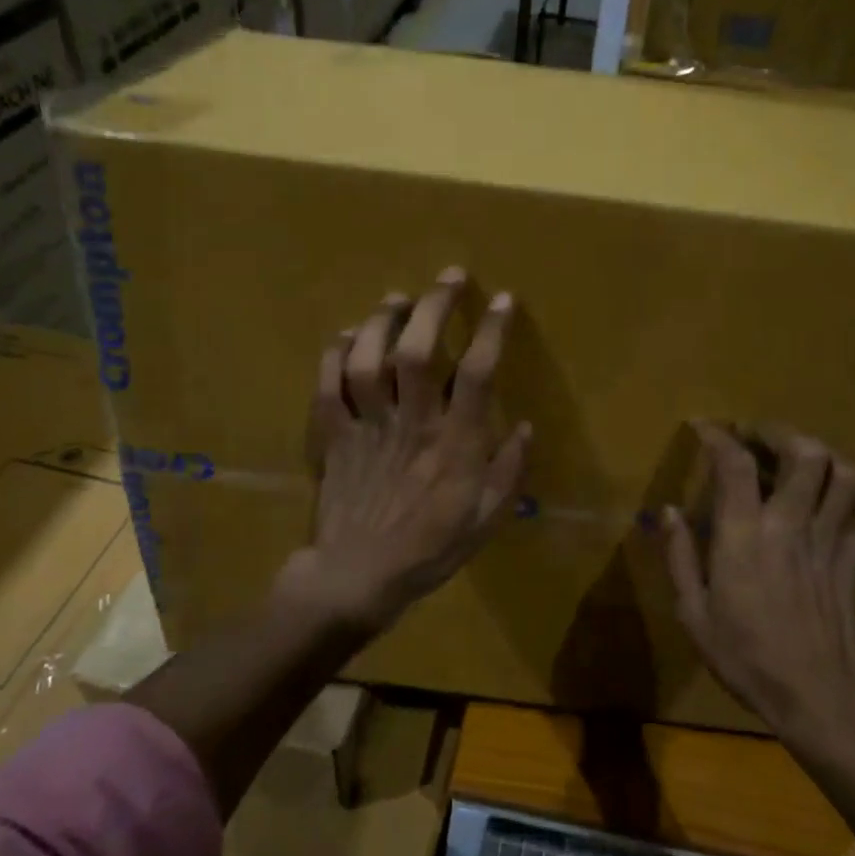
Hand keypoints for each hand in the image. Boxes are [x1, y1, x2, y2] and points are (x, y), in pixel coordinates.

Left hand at [286, 268, 530, 632]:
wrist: (356, 578)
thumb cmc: (428, 549)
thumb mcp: (486, 520)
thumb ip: (509, 471)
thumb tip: (526, 426)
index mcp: (453, 443)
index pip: (476, 373)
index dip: (490, 331)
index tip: (502, 300)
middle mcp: (410, 423)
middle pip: (417, 351)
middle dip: (434, 306)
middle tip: (448, 276)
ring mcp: (367, 426)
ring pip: (368, 359)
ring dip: (382, 321)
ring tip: (396, 299)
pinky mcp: (334, 436)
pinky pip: (328, 385)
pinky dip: (334, 355)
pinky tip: (346, 336)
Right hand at [664, 423, 854, 744]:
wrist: (813, 699)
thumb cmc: (744, 656)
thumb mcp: (693, 612)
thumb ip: (679, 556)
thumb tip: (668, 511)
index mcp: (745, 536)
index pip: (735, 464)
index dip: (718, 435)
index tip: (703, 426)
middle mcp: (791, 525)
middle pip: (804, 453)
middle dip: (779, 432)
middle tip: (757, 436)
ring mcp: (829, 541)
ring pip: (843, 476)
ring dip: (821, 455)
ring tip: (797, 458)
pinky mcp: (852, 561)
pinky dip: (852, 493)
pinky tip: (833, 495)